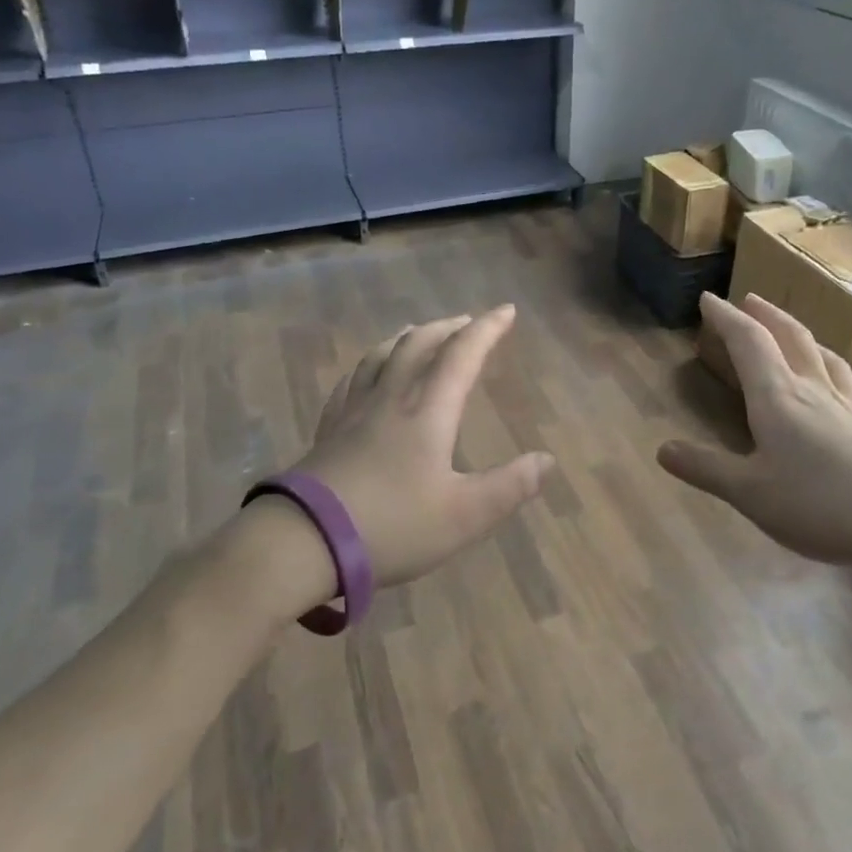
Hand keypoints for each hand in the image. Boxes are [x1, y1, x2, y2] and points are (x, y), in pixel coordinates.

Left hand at [291, 304, 555, 587]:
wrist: (304, 540)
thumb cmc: (391, 525)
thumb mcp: (463, 515)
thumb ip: (509, 487)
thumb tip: (547, 460)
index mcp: (427, 410)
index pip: (462, 355)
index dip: (487, 329)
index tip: (506, 310)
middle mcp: (390, 398)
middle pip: (419, 344)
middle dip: (448, 327)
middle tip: (467, 322)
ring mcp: (354, 411)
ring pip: (382, 356)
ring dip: (408, 337)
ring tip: (419, 332)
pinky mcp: (329, 429)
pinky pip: (352, 381)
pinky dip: (369, 365)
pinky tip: (366, 373)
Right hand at [659, 294, 851, 576]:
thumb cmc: (820, 505)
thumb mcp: (751, 493)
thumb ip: (706, 469)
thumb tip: (662, 449)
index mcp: (778, 398)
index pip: (748, 343)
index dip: (726, 318)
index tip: (709, 299)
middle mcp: (812, 391)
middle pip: (789, 338)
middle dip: (765, 315)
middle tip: (749, 300)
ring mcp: (847, 408)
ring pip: (820, 355)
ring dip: (798, 333)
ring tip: (789, 330)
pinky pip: (842, 381)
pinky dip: (826, 365)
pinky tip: (832, 382)